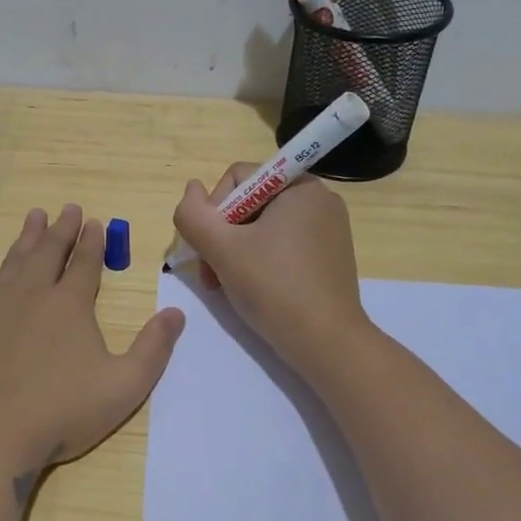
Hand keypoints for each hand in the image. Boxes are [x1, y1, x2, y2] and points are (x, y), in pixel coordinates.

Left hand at [0, 204, 185, 468]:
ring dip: (25, 238)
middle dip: (61, 230)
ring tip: (33, 216)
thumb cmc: (62, 411)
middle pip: (49, 253)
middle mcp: (32, 294)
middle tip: (67, 208)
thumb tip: (176, 312)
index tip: (95, 221)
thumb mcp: (125, 386)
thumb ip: (154, 348)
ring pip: (12, 262)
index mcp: (71, 305)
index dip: (93, 242)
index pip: (85, 264)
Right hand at [171, 166, 369, 374]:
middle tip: (212, 275)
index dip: (214, 210)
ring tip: (225, 286)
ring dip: (235, 253)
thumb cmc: (273, 287)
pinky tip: (252, 290)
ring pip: (263, 228)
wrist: (326, 342)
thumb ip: (193, 214)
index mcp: (300, 186)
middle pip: (249, 203)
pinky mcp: (329, 257)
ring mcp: (328, 230)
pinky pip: (283, 246)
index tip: (210, 248)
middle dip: (223, 237)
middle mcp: (319, 200)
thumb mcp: (221, 248)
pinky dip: (260, 263)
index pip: (238, 178)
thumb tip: (191, 189)